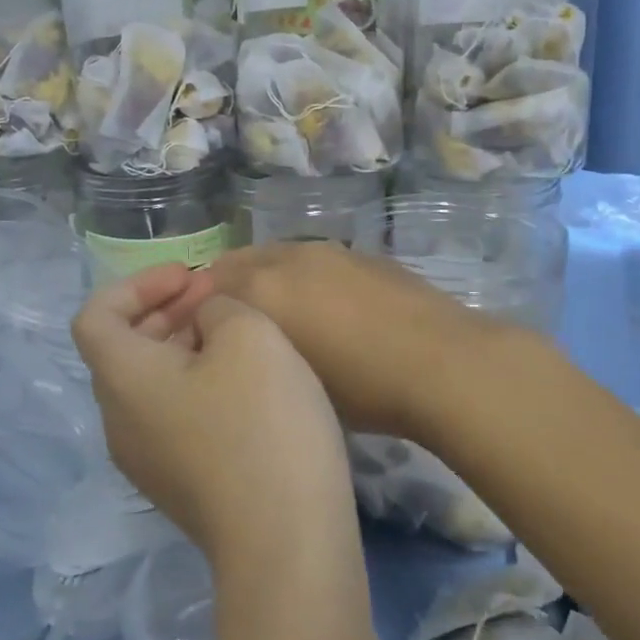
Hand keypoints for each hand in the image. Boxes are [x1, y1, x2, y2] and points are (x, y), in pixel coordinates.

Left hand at [71, 264, 354, 563]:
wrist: (286, 540)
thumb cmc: (262, 423)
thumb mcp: (249, 336)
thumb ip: (217, 309)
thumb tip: (205, 323)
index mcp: (122, 379)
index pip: (96, 315)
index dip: (137, 284)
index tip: (188, 277)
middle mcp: (119, 422)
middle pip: (122, 351)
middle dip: (165, 312)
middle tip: (215, 297)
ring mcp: (147, 461)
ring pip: (149, 386)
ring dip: (183, 349)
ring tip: (234, 335)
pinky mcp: (178, 487)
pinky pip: (172, 418)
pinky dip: (195, 386)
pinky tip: (245, 386)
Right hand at [204, 242, 516, 438]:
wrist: (442, 363)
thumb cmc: (362, 387)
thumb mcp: (294, 381)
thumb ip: (255, 352)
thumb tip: (242, 343)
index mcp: (261, 288)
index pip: (205, 289)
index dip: (196, 314)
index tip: (203, 342)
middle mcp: (287, 258)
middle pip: (237, 264)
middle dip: (227, 291)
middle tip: (237, 330)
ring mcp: (328, 251)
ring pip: (277, 258)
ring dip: (267, 281)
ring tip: (282, 319)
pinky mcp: (362, 254)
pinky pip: (314, 261)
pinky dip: (303, 279)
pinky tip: (326, 310)